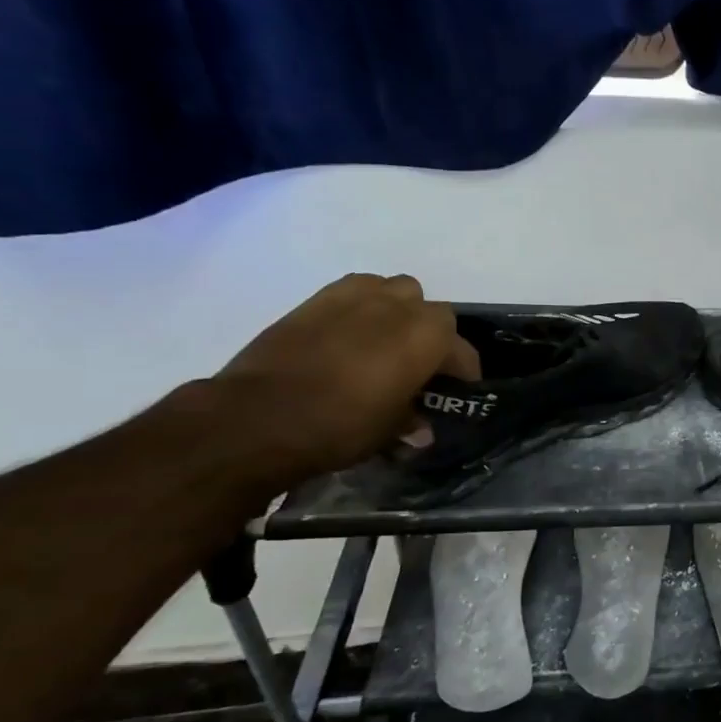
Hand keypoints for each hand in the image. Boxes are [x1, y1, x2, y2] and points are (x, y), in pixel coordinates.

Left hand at [213, 274, 481, 487]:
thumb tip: (421, 428)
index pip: (462, 350)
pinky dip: (362, 306)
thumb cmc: (340, 425)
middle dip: (433, 335)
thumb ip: (411, 421)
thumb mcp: (388, 431)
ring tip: (387, 342)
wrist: (256, 417)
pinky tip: (351, 334)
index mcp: (427, 337)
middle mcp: (399, 307)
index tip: (458, 392)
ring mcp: (355, 298)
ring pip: (394, 290)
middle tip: (421, 366)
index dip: (464, 373)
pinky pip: (355, 291)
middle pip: (432, 311)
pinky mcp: (316, 300)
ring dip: (399, 311)